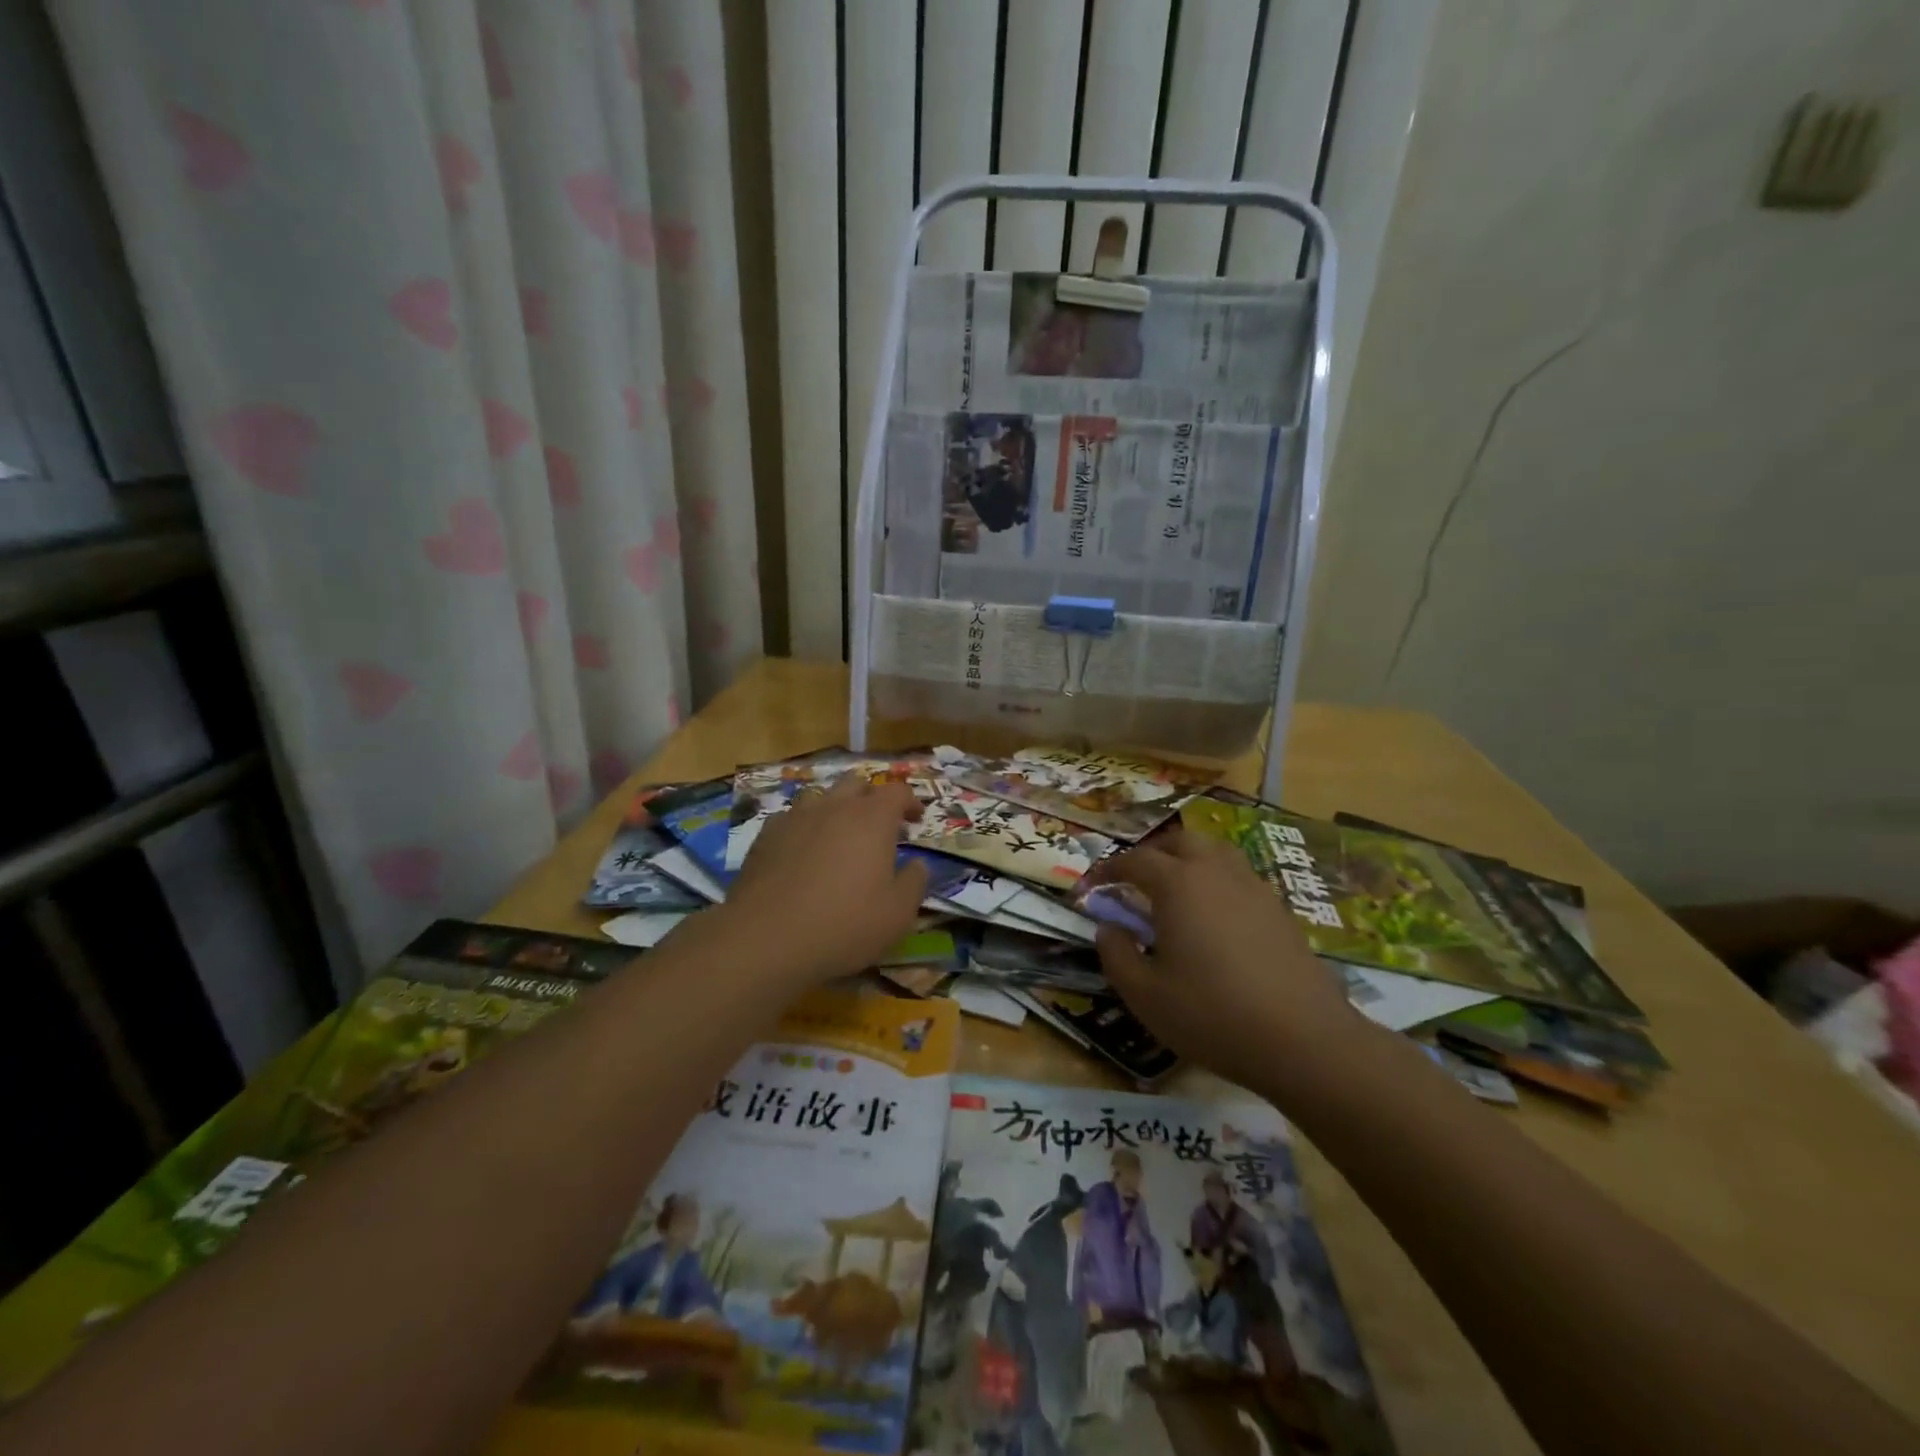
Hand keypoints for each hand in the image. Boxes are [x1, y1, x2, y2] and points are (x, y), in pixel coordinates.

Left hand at [712, 775, 927, 986]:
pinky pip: (790, 818)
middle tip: (879, 826)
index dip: (910, 801)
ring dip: (835, 808)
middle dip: (872, 798)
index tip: (916, 820)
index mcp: (872, 819)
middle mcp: (834, 807)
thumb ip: (914, 882)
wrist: (766, 939)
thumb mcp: (898, 914)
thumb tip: (918, 864)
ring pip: (820, 796)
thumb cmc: (844, 925)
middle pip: (856, 783)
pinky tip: (802, 851)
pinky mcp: (765, 836)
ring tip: (838, 835)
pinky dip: (803, 827)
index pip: (897, 791)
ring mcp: (795, 817)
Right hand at [1089, 830, 1363, 1089]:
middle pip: (1179, 842)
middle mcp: (1215, 872)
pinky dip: (1216, 881)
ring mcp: (1253, 887)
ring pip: (1215, 852)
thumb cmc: (1212, 1014)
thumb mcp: (1145, 994)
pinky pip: (1239, 876)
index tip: (1091, 886)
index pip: (1134, 860)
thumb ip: (1116, 954)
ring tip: (1175, 888)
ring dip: (1188, 859)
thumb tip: (1108, 928)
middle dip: (1151, 854)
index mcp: (1178, 884)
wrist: (1304, 1040)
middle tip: (1133, 879)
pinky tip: (1214, 916)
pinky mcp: (1279, 909)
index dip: (1108, 870)